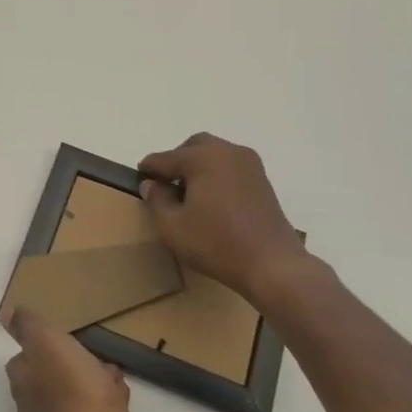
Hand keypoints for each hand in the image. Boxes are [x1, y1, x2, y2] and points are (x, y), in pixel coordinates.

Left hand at [3, 311, 132, 411]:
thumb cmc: (71, 390)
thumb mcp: (46, 342)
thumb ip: (27, 327)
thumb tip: (5, 313)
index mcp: (23, 383)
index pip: (27, 360)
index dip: (47, 350)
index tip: (68, 342)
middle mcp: (33, 411)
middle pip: (51, 385)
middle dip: (73, 372)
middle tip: (98, 363)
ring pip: (75, 406)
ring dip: (92, 393)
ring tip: (117, 384)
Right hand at [138, 133, 317, 300]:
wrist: (273, 264)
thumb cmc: (217, 243)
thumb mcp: (172, 227)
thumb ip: (156, 200)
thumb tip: (151, 184)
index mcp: (202, 157)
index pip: (165, 158)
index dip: (148, 170)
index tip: (139, 180)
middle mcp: (226, 151)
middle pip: (193, 147)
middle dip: (176, 161)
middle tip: (166, 185)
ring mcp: (249, 164)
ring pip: (214, 154)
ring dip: (198, 167)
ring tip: (189, 195)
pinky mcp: (262, 180)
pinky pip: (231, 167)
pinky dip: (217, 175)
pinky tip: (212, 200)